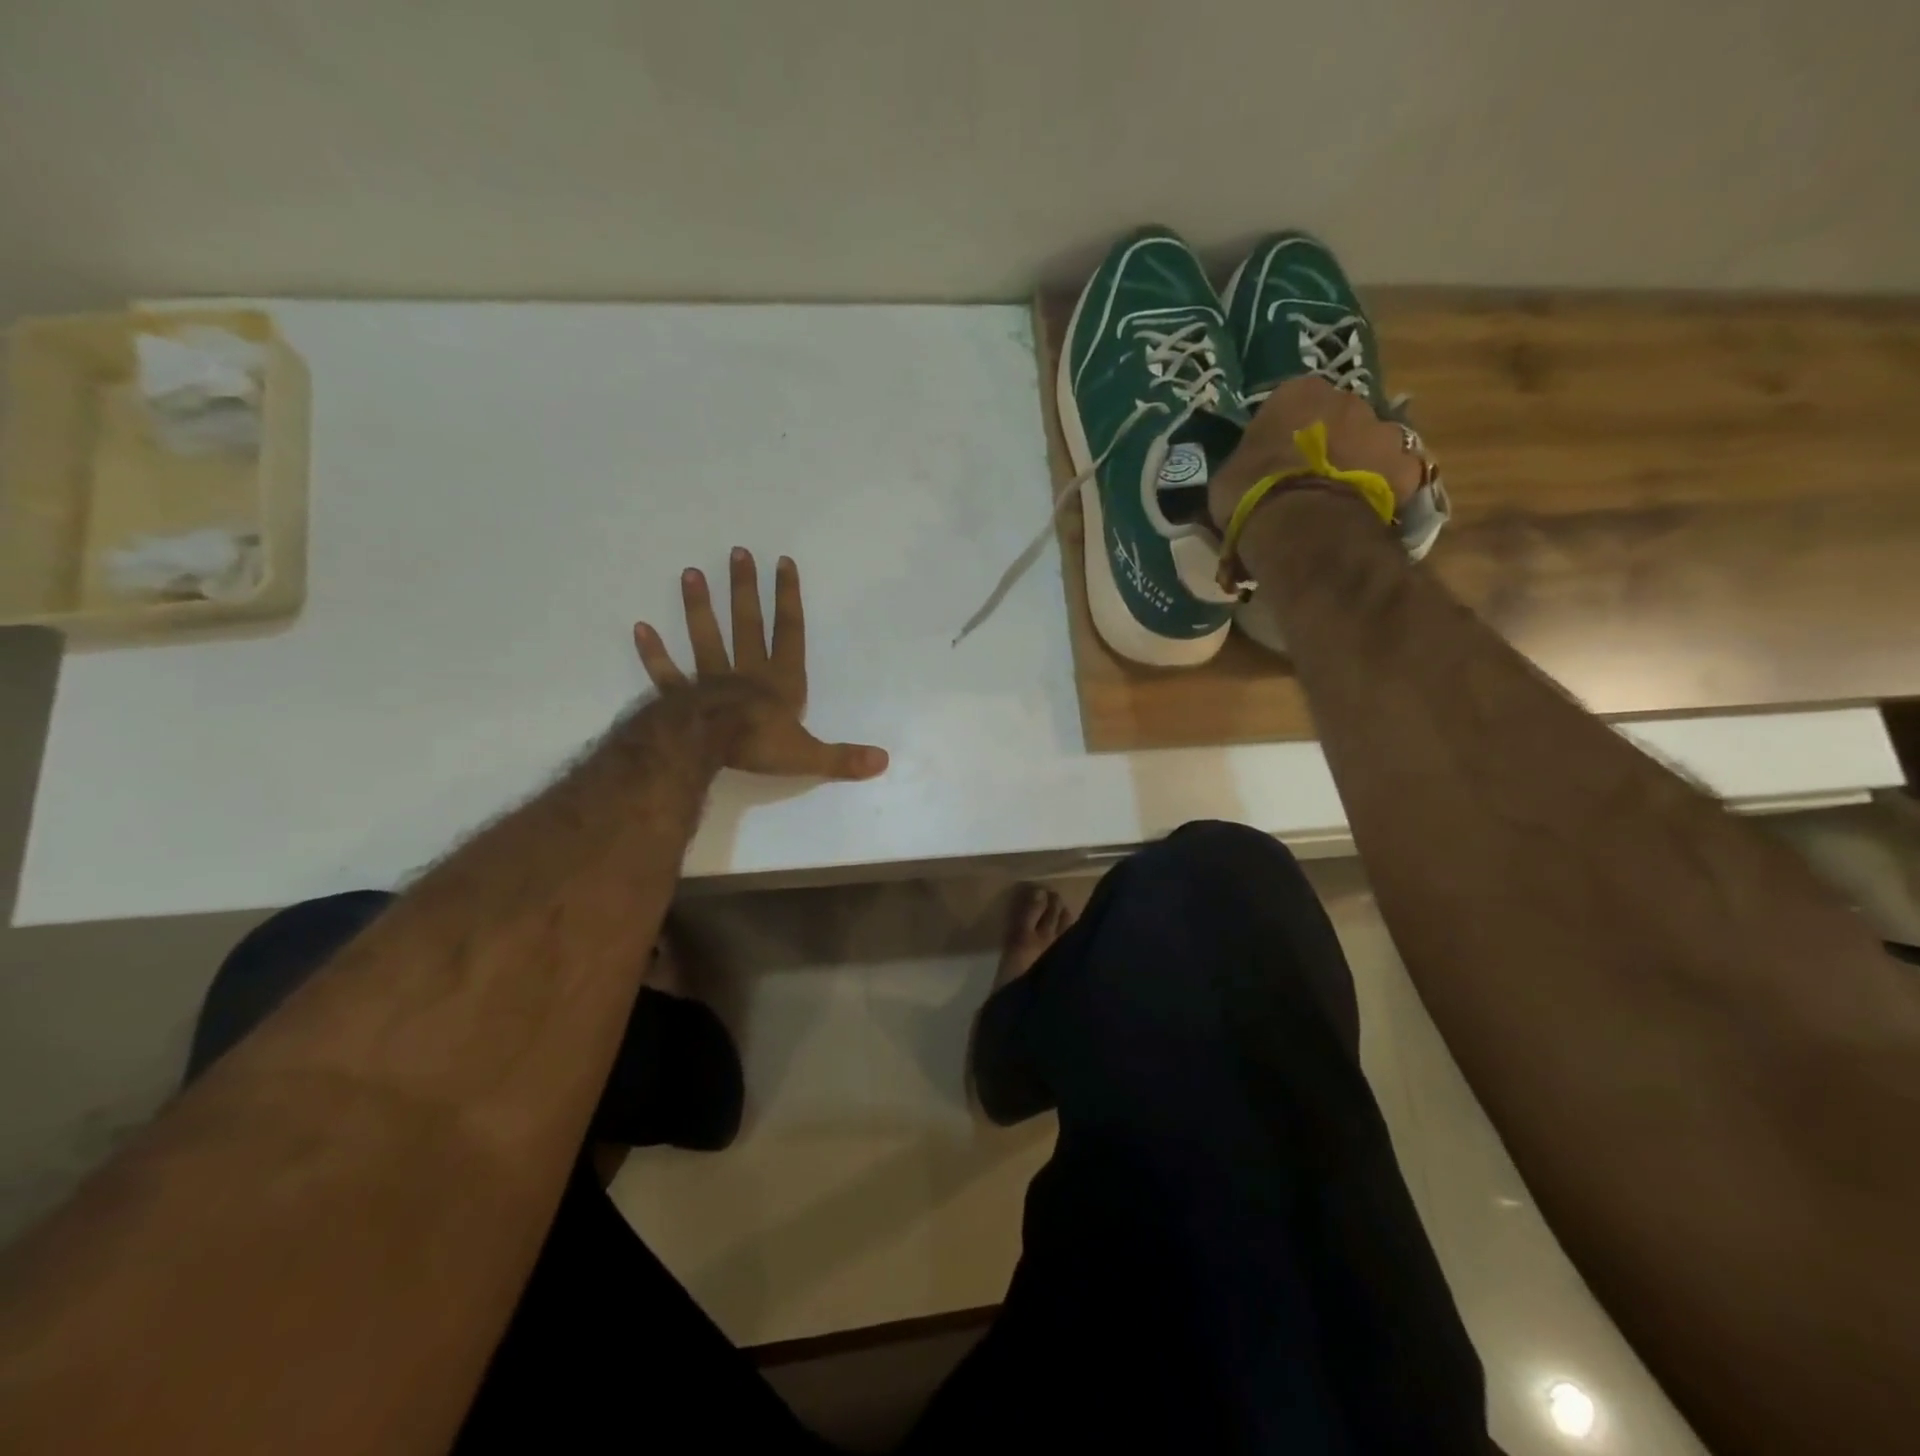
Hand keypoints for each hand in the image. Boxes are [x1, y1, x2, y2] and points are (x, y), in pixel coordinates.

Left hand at [633, 548, 889, 781]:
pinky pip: (666, 672)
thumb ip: (844, 757)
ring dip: (699, 607)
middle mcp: (747, 671)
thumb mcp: (809, 755)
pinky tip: (639, 628)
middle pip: (747, 623)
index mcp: (781, 681)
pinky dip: (653, 652)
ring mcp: (711, 680)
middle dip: (745, 589)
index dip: (789, 597)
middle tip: (736, 553)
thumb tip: (884, 762)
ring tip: (690, 573)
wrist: (709, 747)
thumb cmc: (760, 744)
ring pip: (706, 637)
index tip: (783, 562)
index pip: (789, 631)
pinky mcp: (681, 695)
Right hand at [1208, 376, 1425, 535]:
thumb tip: (1248, 473)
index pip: (1293, 402)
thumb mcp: (1228, 476)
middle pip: (1340, 417)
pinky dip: (1383, 491)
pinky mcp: (1407, 468)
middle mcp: (1347, 399)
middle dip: (1330, 442)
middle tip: (1312, 477)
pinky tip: (1364, 513)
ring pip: (1371, 443)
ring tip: (1340, 498)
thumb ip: (1247, 463)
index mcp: (1297, 393)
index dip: (1286, 431)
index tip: (1278, 456)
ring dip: (1360, 463)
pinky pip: (1394, 477)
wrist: (1302, 527)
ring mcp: (1383, 431)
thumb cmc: (1252, 494)